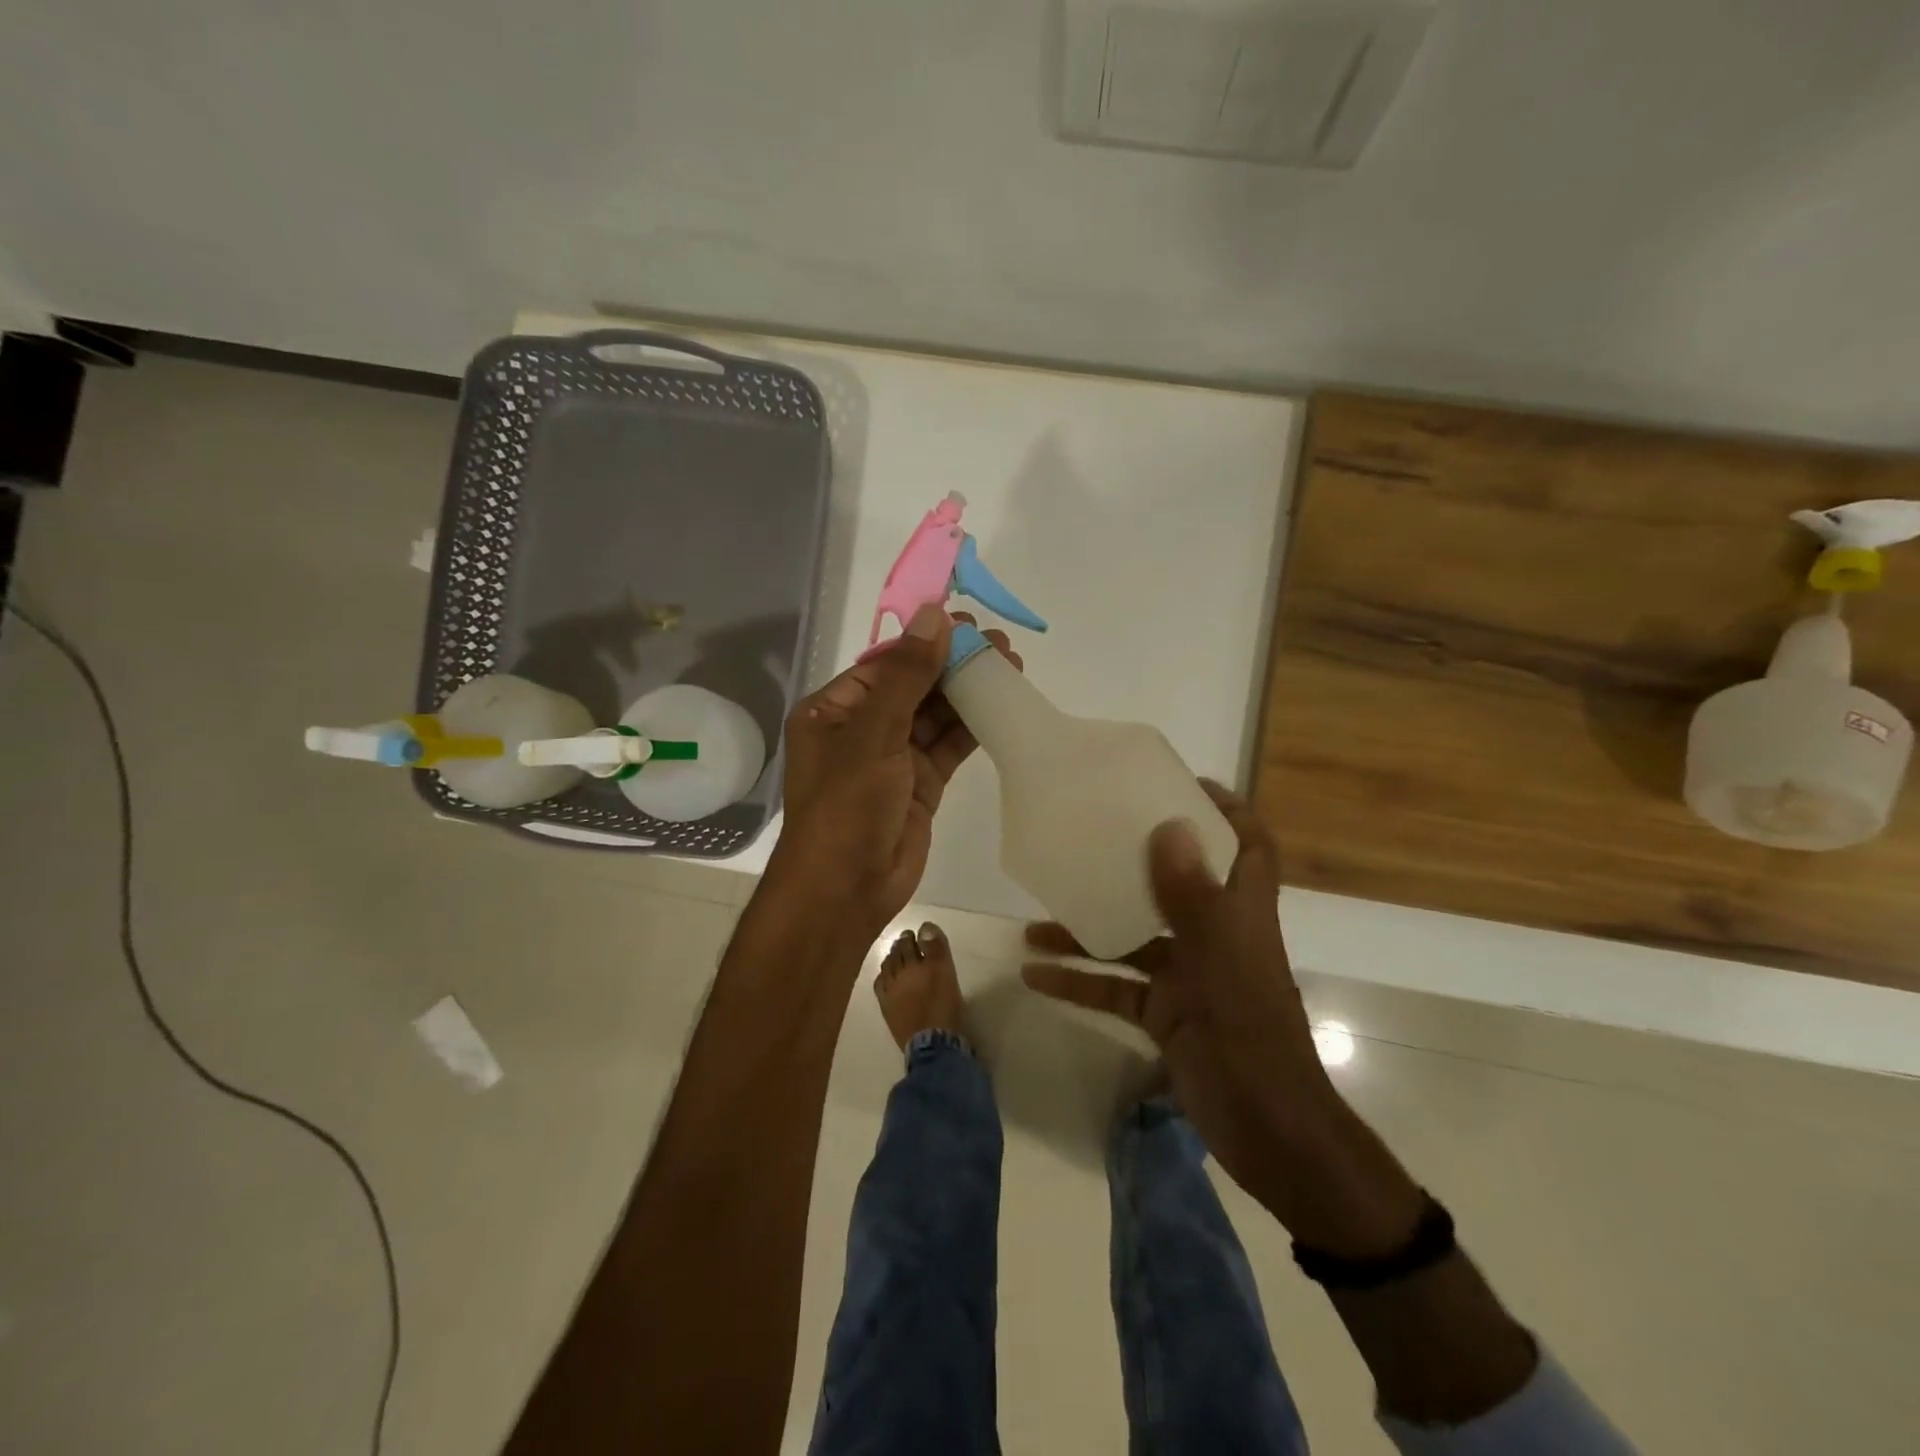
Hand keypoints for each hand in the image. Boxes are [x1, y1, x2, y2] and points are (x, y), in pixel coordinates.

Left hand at [769, 605, 1020, 942]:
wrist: (846, 890)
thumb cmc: (846, 805)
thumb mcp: (874, 734)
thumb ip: (908, 676)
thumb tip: (934, 615)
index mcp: (833, 711)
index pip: (885, 665)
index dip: (925, 643)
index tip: (966, 623)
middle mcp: (860, 730)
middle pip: (913, 687)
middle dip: (953, 665)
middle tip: (998, 644)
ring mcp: (891, 759)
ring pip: (934, 716)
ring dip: (967, 693)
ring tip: (1010, 666)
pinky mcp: (919, 785)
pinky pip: (947, 746)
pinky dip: (972, 727)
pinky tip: (1001, 705)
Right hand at [1021, 782, 1337, 1204]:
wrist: (1268, 1137)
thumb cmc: (1250, 1041)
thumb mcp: (1218, 965)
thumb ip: (1192, 898)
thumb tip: (1168, 825)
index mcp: (1241, 915)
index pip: (1248, 846)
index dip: (1226, 809)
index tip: (1179, 783)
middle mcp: (1215, 936)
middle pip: (1177, 883)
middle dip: (1136, 859)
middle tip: (1091, 834)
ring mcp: (1188, 977)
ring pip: (1132, 938)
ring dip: (1087, 927)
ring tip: (1035, 917)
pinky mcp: (1165, 1016)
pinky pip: (1115, 988)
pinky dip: (1079, 980)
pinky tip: (1034, 975)